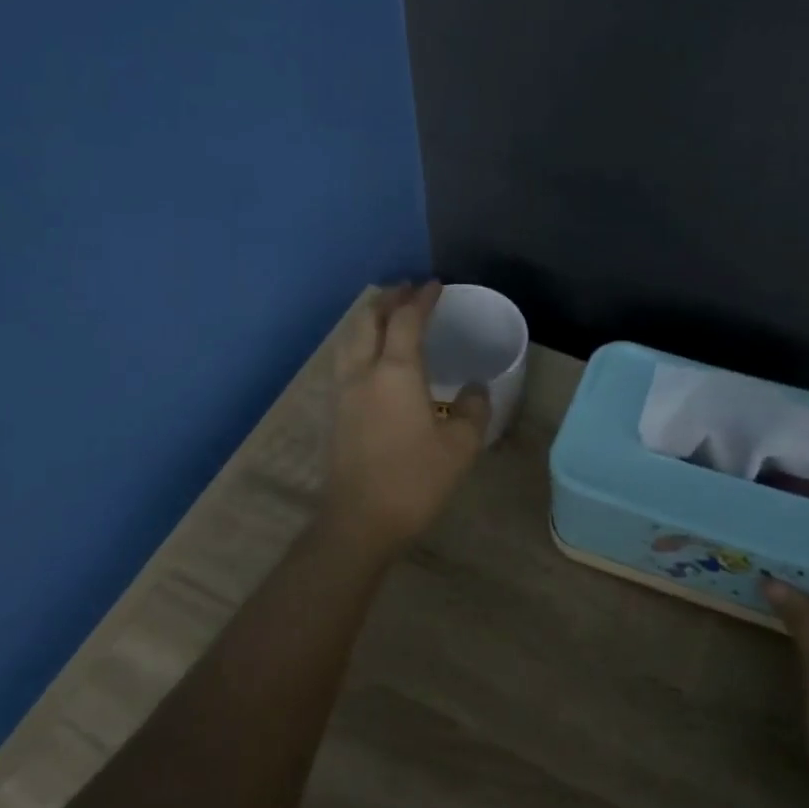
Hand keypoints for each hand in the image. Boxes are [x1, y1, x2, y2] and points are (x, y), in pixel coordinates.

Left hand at [324, 282, 489, 550]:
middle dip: (388, 300)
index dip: (421, 300)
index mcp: (396, 373)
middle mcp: (363, 372)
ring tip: (386, 315)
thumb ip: (472, 410)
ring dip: (368, 319)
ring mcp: (343, 392)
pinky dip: (359, 343)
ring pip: (350, 339)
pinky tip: (370, 356)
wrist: (360, 521)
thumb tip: (474, 389)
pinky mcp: (335, 412)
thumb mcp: (460, 447)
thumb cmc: (415, 481)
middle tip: (407, 291)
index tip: (435, 286)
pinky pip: (345, 360)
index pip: (406, 321)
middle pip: (368, 321)